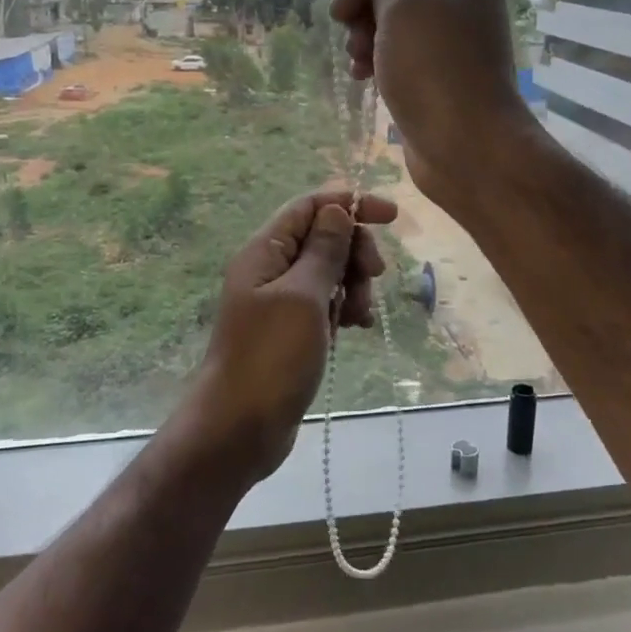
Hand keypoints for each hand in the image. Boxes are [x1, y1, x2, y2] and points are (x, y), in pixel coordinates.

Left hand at [180, 189, 398, 481]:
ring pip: (328, 272)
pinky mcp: (290, 330)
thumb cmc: (271, 357)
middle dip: (354, 251)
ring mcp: (279, 302)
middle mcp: (270, 269)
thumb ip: (323, 250)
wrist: (238, 428)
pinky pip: (324, 304)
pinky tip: (356, 328)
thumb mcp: (303, 297)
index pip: (310, 207)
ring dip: (352, 285)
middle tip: (375, 276)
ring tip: (360, 316)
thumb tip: (337, 208)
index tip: (392, 216)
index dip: (350, 204)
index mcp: (265, 251)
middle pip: (322, 238)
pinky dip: (343, 309)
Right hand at [318, 0, 534, 212]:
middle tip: (342, 15)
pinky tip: (361, 74)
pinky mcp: (430, 69)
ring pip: (388, 10)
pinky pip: (393, 45)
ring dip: (362, 24)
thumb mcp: (403, 5)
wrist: (469, 149)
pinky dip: (373, 52)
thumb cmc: (436, 69)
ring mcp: (444, 35)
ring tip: (357, 53)